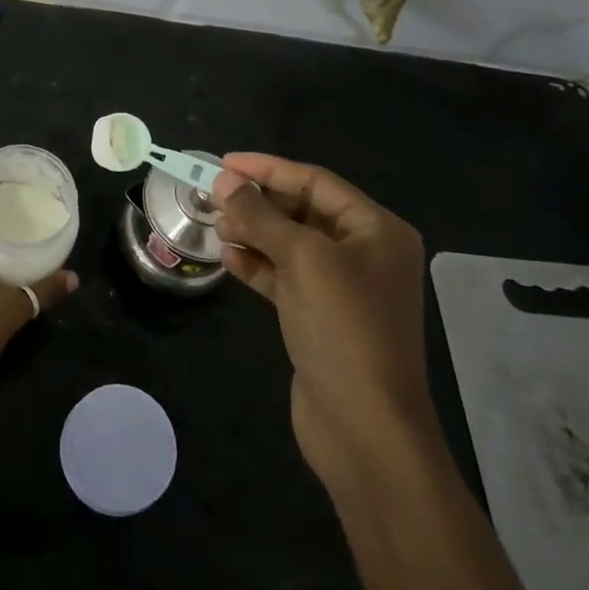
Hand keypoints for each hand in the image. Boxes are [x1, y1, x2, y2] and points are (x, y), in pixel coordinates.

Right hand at [211, 153, 433, 491]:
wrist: (364, 426)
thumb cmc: (343, 327)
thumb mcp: (302, 259)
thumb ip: (261, 216)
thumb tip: (225, 182)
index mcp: (375, 229)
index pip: (316, 182)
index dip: (268, 169)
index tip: (224, 163)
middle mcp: (364, 252)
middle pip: (302, 211)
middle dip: (258, 202)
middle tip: (212, 196)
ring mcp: (342, 287)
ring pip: (290, 244)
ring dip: (253, 232)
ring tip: (215, 226)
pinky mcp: (320, 317)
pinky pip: (285, 277)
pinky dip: (257, 265)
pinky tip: (227, 258)